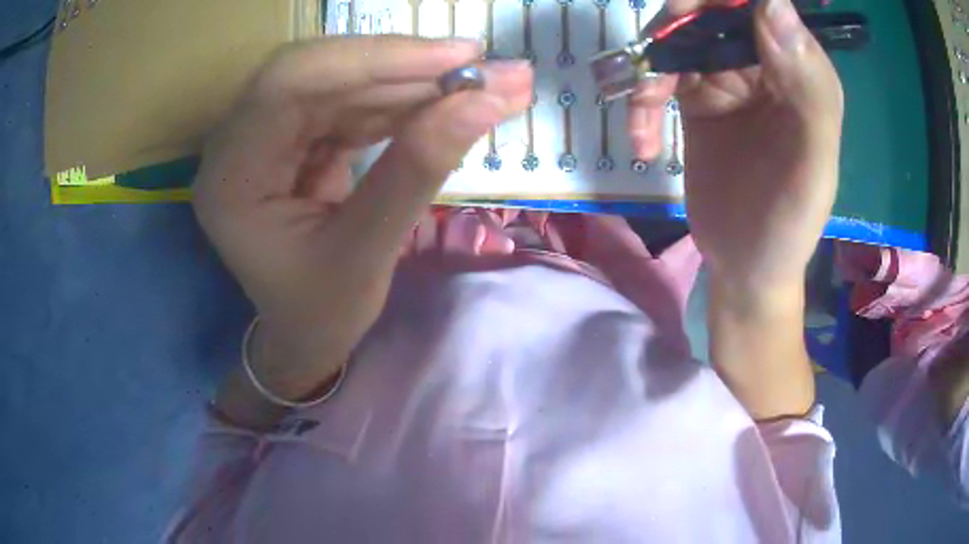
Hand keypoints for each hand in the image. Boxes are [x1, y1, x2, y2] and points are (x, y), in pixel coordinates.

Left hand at [194, 36, 532, 413]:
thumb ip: (417, 172)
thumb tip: (486, 104)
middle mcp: (240, 142)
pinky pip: (356, 102)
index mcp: (230, 178)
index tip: (457, 58)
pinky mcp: (299, 135)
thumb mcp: (365, 255)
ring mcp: (269, 134)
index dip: (373, 58)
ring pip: (347, 81)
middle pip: (322, 72)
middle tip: (490, 69)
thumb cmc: (320, 313)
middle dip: (410, 67)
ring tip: (491, 84)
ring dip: (420, 80)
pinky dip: (410, 100)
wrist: (305, 332)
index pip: (289, 83)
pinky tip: (454, 101)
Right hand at [629, 0, 842, 291]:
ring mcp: (726, 77)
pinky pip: (659, 78)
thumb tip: (773, 3)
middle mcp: (764, 63)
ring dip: (650, 70)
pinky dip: (642, 104)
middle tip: (656, 62)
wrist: (747, 268)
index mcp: (800, 69)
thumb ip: (807, 86)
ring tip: (646, 119)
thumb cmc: (788, 225)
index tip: (689, 17)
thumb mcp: (812, 164)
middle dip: (675, 26)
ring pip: (676, 39)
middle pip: (711, 12)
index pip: (762, 6)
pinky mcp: (695, 99)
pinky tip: (644, 144)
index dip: (722, 0)